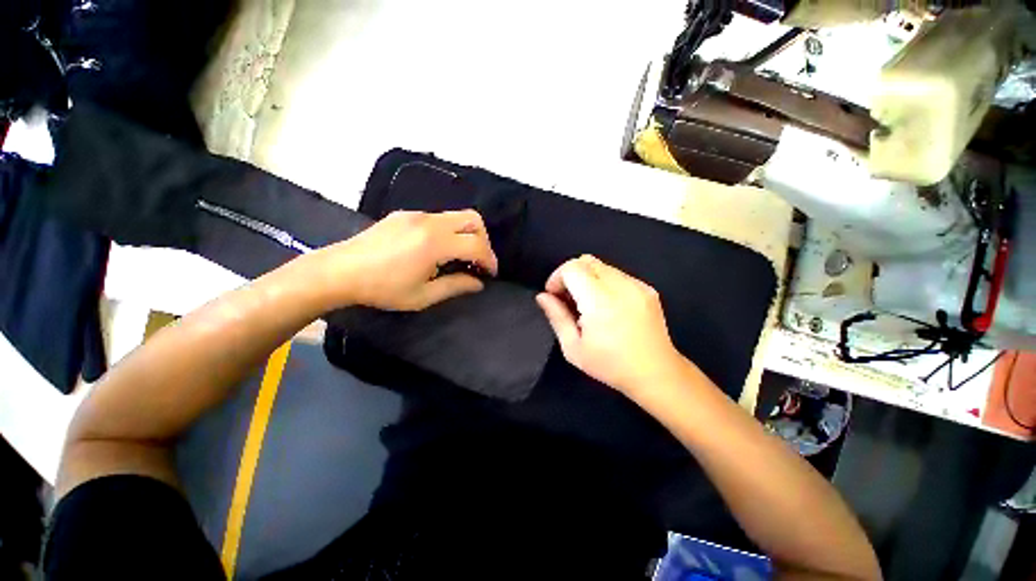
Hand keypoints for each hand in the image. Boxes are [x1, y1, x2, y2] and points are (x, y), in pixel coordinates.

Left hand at [314, 210, 497, 310]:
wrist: (339, 271)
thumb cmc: (382, 288)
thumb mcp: (423, 295)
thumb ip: (456, 286)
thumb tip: (478, 283)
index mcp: (434, 243)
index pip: (476, 245)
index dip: (490, 260)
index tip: (491, 274)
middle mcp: (429, 222)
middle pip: (473, 219)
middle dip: (483, 240)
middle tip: (478, 261)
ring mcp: (416, 214)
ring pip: (456, 216)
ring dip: (466, 234)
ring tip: (459, 257)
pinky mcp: (406, 214)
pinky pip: (438, 218)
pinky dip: (448, 231)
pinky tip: (436, 250)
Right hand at [535, 255, 687, 394]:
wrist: (657, 373)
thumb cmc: (610, 365)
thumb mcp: (574, 348)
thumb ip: (556, 317)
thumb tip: (543, 296)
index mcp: (600, 301)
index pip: (573, 268)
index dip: (557, 277)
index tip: (554, 295)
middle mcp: (620, 286)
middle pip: (586, 261)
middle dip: (570, 274)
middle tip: (568, 298)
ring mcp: (637, 285)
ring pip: (602, 266)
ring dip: (587, 278)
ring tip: (587, 303)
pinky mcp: (647, 288)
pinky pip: (617, 274)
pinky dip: (604, 282)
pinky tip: (607, 305)